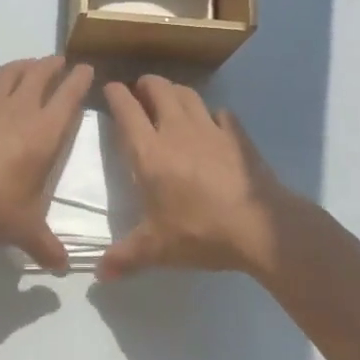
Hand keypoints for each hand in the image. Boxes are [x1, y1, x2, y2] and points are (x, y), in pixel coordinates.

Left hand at [0, 56, 93, 272]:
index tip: (86, 69)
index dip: (80, 80)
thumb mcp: (22, 230)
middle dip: (52, 65)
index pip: (68, 96)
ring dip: (21, 66)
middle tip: (59, 62)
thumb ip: (45, 245)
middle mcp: (18, 109)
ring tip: (27, 66)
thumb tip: (63, 268)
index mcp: (43, 133)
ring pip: (8, 72)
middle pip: (39, 74)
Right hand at [99, 75, 288, 280]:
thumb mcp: (157, 249)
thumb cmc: (200, 232)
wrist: (260, 226)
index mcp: (150, 152)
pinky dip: (210, 114)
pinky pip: (220, 113)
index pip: (127, 109)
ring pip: (188, 94)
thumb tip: (99, 275)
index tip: (110, 88)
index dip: (115, 94)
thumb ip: (126, 257)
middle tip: (140, 91)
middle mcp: (177, 131)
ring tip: (170, 99)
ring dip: (174, 91)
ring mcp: (210, 129)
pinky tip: (212, 125)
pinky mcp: (237, 135)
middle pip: (158, 89)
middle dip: (146, 84)